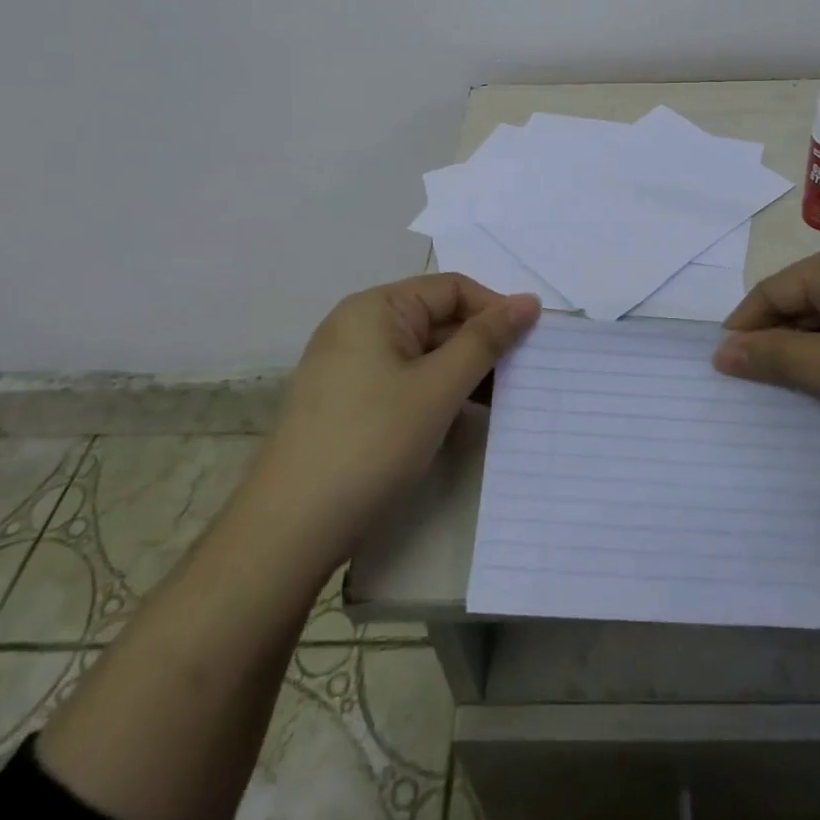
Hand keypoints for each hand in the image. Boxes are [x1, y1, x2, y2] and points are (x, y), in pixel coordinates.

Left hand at [256, 274, 540, 570]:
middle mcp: (359, 325)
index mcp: (376, 307)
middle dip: (481, 344)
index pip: (452, 289)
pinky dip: (436, 391)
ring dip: (463, 371)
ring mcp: (350, 364)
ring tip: (501, 402)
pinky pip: (404, 379)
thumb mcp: (438, 388)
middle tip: (524, 377)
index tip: (532, 344)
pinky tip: (462, 418)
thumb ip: (486, 340)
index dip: (495, 310)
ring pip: (423, 352)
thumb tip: (528, 301)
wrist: (288, 530)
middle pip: (437, 318)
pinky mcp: (347, 400)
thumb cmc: (370, 443)